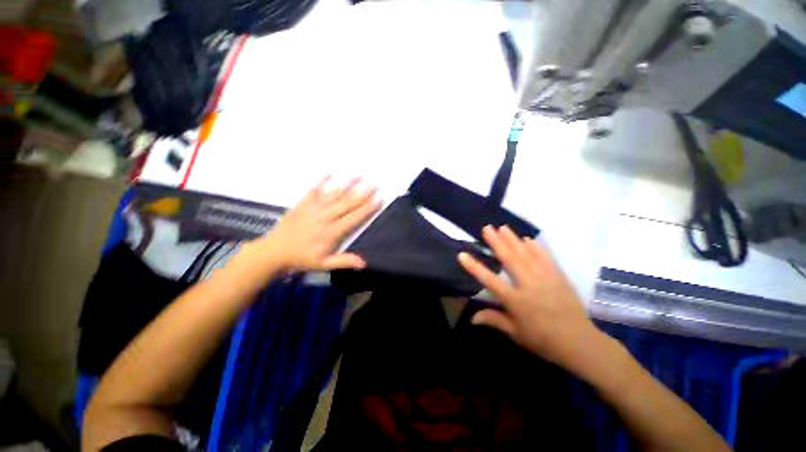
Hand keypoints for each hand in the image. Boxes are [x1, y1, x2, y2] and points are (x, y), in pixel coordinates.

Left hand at [240, 177, 380, 273]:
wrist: (274, 252)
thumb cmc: (302, 258)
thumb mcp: (324, 264)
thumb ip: (344, 261)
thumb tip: (364, 263)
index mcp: (332, 232)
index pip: (354, 218)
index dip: (367, 209)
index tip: (378, 199)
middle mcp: (325, 217)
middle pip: (347, 203)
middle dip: (363, 193)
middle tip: (375, 184)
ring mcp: (313, 209)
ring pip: (334, 194)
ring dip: (348, 184)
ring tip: (359, 174)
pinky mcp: (302, 204)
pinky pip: (313, 190)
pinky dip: (321, 181)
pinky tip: (330, 171)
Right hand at [458, 225, 601, 368]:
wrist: (580, 342)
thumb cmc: (543, 340)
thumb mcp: (516, 333)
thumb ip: (494, 320)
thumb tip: (472, 318)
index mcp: (516, 301)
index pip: (490, 280)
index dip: (474, 267)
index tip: (462, 254)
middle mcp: (529, 285)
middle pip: (510, 260)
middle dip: (497, 242)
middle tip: (487, 228)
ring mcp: (545, 278)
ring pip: (526, 254)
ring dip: (513, 239)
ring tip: (503, 227)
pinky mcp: (559, 276)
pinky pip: (546, 257)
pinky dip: (536, 247)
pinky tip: (528, 239)